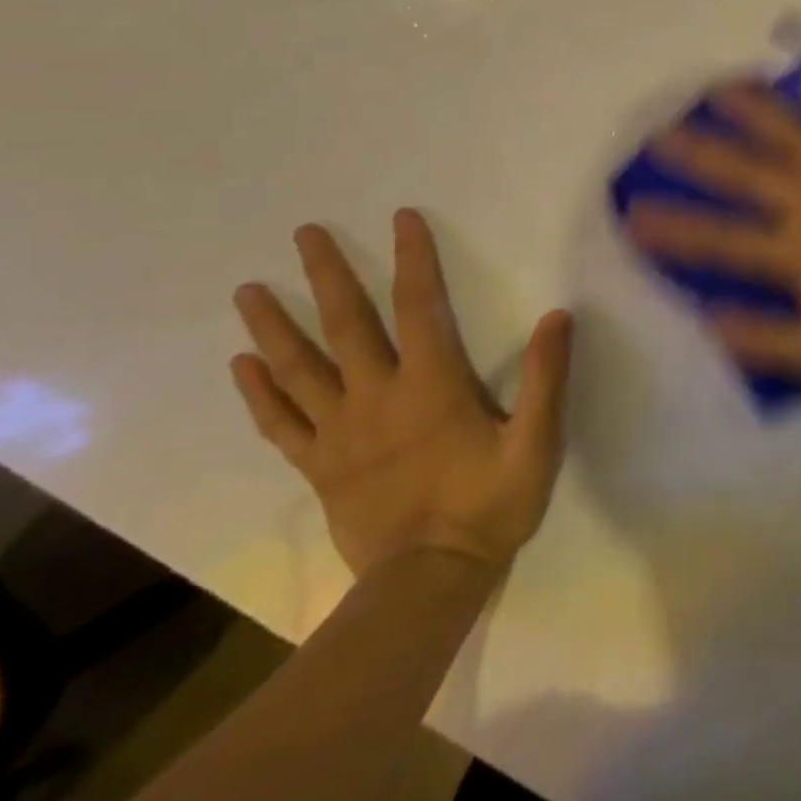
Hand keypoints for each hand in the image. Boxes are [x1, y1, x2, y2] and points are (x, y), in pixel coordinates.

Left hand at [229, 209, 570, 577]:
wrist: (428, 582)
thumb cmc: (490, 505)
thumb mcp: (536, 442)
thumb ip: (546, 378)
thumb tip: (558, 316)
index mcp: (431, 385)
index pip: (419, 306)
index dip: (413, 258)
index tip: (401, 217)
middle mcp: (377, 397)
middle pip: (346, 325)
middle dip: (326, 275)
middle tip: (303, 233)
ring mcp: (340, 433)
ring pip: (299, 369)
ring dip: (273, 327)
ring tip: (247, 291)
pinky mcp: (320, 466)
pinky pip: (282, 423)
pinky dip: (260, 393)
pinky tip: (242, 366)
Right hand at [624, 66, 800, 374]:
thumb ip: (760, 336)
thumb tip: (705, 317)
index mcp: (794, 252)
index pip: (719, 239)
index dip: (672, 227)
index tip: (632, 212)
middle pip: (745, 173)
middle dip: (698, 154)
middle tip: (662, 133)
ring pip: (792, 134)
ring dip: (753, 110)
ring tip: (719, 89)